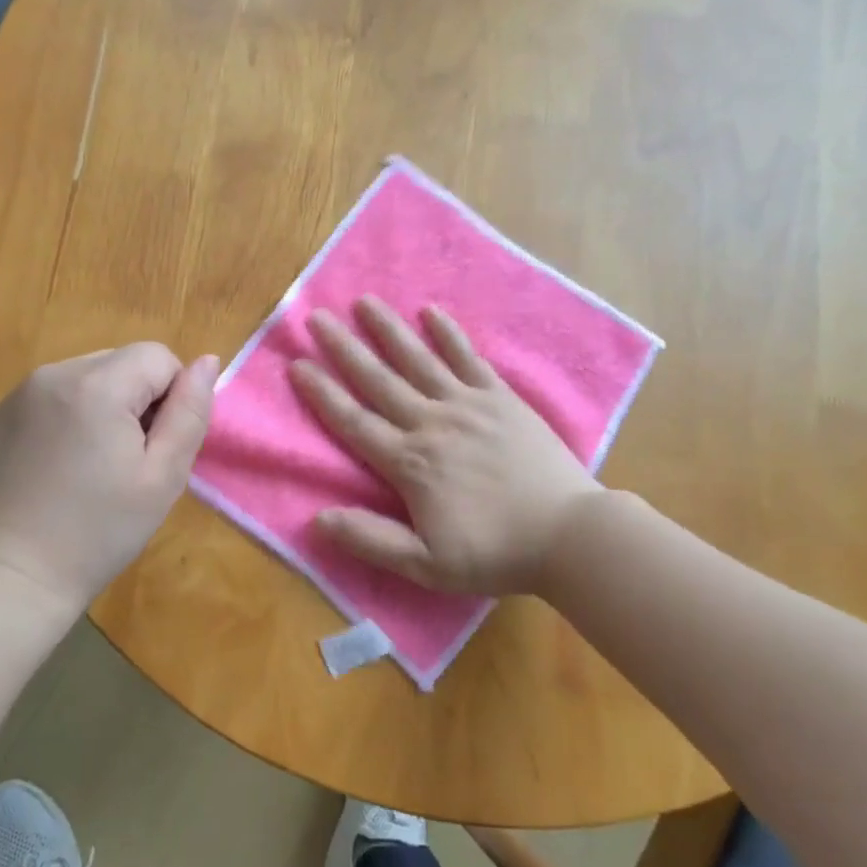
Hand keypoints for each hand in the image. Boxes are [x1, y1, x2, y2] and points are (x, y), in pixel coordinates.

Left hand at [0, 344, 218, 614]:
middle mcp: (55, 373)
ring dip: (105, 406)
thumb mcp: (163, 477)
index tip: (156, 448)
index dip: (172, 398)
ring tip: (93, 464)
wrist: (10, 576)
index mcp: (98, 385)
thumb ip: (190, 412)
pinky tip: (61, 465)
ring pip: (90, 376)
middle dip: (138, 400)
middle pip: (123, 362)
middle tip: (128, 461)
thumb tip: (207, 360)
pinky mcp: (1, 414)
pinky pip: (56, 395)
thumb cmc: (98, 531)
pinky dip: (71, 416)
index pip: (159, 357)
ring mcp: (22, 392)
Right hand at [290, 298, 596, 596]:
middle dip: (344, 348)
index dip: (322, 393)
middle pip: (379, 380)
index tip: (297, 363)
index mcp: (409, 462)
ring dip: (389, 330)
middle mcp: (431, 423)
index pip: (354, 421)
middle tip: (317, 317)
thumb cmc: (495, 552)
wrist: (569, 535)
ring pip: (418, 360)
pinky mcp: (501, 399)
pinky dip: (449, 334)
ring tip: (364, 302)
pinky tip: (431, 312)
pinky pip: (469, 359)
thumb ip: (371, 540)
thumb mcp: (426, 565)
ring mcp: (468, 405)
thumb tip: (317, 519)